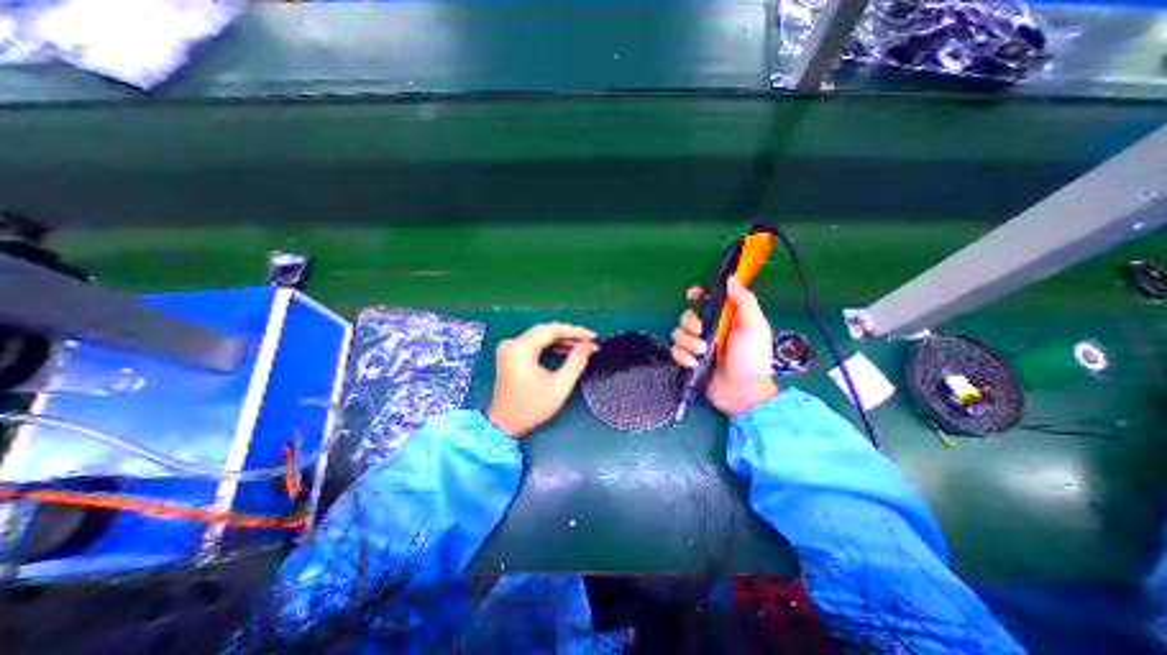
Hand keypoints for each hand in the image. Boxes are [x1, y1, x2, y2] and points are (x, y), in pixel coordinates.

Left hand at [486, 321, 594, 433]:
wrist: (504, 424)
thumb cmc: (531, 407)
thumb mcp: (559, 385)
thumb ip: (576, 362)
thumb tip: (588, 345)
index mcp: (521, 348)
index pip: (552, 330)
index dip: (575, 331)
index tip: (592, 336)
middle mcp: (512, 343)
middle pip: (546, 330)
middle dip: (569, 334)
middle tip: (588, 340)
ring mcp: (510, 348)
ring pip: (541, 336)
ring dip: (561, 340)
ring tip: (581, 346)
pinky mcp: (511, 355)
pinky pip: (534, 344)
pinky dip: (550, 346)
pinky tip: (565, 350)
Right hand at [671, 274, 776, 414]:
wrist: (743, 392)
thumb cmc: (752, 358)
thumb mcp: (754, 327)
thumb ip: (744, 301)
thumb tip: (731, 278)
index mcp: (725, 319)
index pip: (707, 300)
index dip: (697, 294)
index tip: (692, 296)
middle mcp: (709, 330)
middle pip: (687, 316)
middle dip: (690, 323)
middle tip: (701, 333)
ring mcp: (697, 346)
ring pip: (678, 333)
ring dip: (688, 342)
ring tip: (702, 353)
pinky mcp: (689, 361)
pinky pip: (675, 352)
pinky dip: (683, 357)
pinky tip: (694, 364)